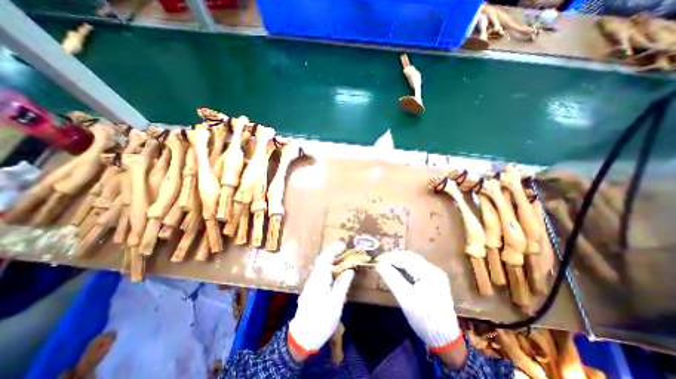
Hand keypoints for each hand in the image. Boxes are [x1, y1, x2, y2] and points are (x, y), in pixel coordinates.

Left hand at [288, 242, 355, 358]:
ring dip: (332, 256)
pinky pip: (322, 270)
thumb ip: (342, 285)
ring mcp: (312, 282)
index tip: (345, 242)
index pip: (327, 258)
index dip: (335, 249)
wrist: (301, 337)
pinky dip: (330, 264)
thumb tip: (350, 270)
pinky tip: (336, 268)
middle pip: (323, 259)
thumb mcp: (335, 305)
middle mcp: (314, 277)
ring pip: (322, 264)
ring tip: (343, 253)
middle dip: (334, 250)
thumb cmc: (320, 321)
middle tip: (345, 246)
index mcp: (319, 279)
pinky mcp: (313, 287)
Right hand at [375, 251, 465, 354]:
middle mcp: (434, 270)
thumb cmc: (424, 319)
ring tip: (386, 264)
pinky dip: (405, 266)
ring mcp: (435, 274)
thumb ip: (392, 279)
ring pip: (413, 261)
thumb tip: (379, 265)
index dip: (390, 257)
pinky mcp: (434, 280)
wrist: (445, 340)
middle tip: (380, 261)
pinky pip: (417, 267)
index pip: (406, 259)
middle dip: (394, 257)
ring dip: (399, 261)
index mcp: (430, 273)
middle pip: (410, 257)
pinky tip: (398, 270)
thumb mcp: (405, 299)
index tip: (377, 260)